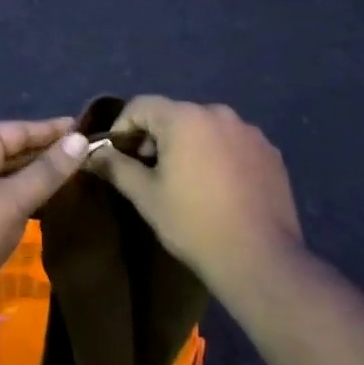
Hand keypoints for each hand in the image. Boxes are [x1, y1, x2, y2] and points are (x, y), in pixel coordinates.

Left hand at [0, 118, 89, 329]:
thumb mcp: (13, 201)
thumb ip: (48, 171)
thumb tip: (81, 140)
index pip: (18, 130)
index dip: (53, 130)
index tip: (87, 128)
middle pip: (12, 150)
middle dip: (47, 153)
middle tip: (89, 155)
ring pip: (8, 175)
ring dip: (37, 177)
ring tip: (77, 176)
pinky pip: (1, 196)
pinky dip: (24, 197)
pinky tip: (49, 203)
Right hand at [84, 97, 301, 292]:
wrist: (260, 259)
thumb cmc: (194, 223)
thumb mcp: (146, 196)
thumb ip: (117, 167)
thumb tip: (93, 153)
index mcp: (184, 118)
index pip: (141, 105)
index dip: (122, 127)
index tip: (118, 156)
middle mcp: (218, 113)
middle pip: (175, 114)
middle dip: (156, 137)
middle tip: (148, 171)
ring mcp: (249, 131)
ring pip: (205, 128)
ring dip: (189, 145)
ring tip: (186, 181)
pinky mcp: (270, 152)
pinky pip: (233, 143)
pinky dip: (219, 155)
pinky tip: (218, 187)